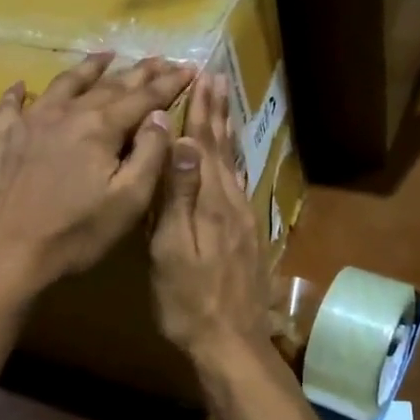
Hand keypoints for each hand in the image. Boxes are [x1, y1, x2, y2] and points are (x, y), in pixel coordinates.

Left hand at [0, 52, 193, 297]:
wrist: (7, 252)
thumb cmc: (76, 232)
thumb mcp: (129, 200)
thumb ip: (149, 153)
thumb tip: (160, 116)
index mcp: (100, 127)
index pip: (143, 97)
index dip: (169, 83)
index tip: (189, 68)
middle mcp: (65, 113)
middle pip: (108, 85)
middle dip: (138, 72)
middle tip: (159, 59)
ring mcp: (28, 122)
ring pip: (63, 84)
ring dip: (88, 68)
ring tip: (105, 56)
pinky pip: (10, 106)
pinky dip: (19, 93)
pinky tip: (22, 85)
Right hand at [150, 74, 270, 364]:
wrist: (232, 343)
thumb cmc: (189, 301)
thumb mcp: (173, 250)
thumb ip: (179, 197)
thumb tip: (183, 144)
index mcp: (211, 203)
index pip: (204, 146)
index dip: (201, 112)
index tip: (202, 77)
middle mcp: (232, 203)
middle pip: (224, 149)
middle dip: (217, 112)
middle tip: (216, 79)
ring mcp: (243, 220)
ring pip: (234, 164)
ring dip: (227, 132)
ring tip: (223, 107)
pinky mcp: (247, 235)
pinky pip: (239, 184)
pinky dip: (233, 161)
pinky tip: (232, 161)